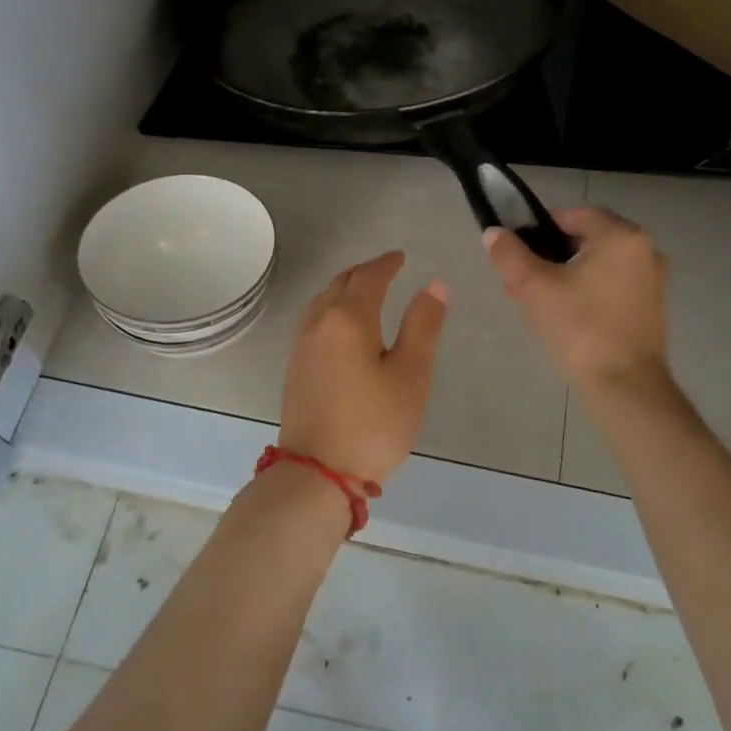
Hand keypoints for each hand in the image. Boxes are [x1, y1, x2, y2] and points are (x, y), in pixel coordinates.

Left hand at [279, 251, 448, 484]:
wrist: (317, 473)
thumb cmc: (373, 423)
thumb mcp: (411, 375)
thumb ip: (422, 325)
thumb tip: (435, 284)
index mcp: (348, 318)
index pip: (369, 276)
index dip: (387, 263)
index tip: (401, 257)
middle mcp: (319, 323)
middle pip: (340, 283)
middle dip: (365, 272)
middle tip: (386, 269)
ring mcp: (301, 346)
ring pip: (323, 301)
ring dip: (345, 288)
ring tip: (365, 292)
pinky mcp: (295, 368)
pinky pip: (314, 321)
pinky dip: (332, 309)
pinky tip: (342, 327)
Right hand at [484, 208, 669, 398]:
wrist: (625, 386)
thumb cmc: (580, 328)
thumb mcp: (534, 288)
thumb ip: (510, 255)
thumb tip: (494, 234)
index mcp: (621, 236)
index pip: (574, 215)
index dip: (540, 228)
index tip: (516, 252)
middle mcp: (645, 250)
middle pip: (587, 240)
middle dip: (549, 256)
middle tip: (520, 282)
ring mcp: (653, 281)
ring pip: (599, 266)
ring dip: (566, 276)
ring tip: (536, 302)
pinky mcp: (652, 309)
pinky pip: (612, 287)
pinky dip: (588, 293)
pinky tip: (565, 318)